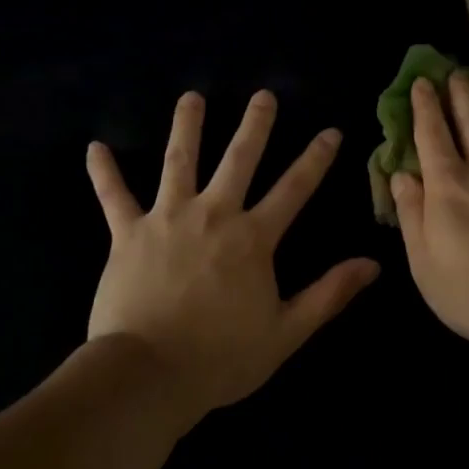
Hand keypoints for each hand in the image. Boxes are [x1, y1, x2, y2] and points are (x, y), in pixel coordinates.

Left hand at [86, 89, 379, 425]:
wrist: (149, 373)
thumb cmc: (221, 357)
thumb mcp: (286, 331)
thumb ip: (329, 293)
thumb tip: (373, 264)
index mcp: (253, 238)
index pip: (294, 189)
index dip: (315, 159)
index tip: (330, 131)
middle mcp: (213, 215)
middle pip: (238, 160)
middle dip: (255, 125)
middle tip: (263, 95)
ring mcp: (167, 219)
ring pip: (179, 162)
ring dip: (186, 127)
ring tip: (191, 98)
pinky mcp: (128, 233)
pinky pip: (114, 196)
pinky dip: (104, 172)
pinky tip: (95, 147)